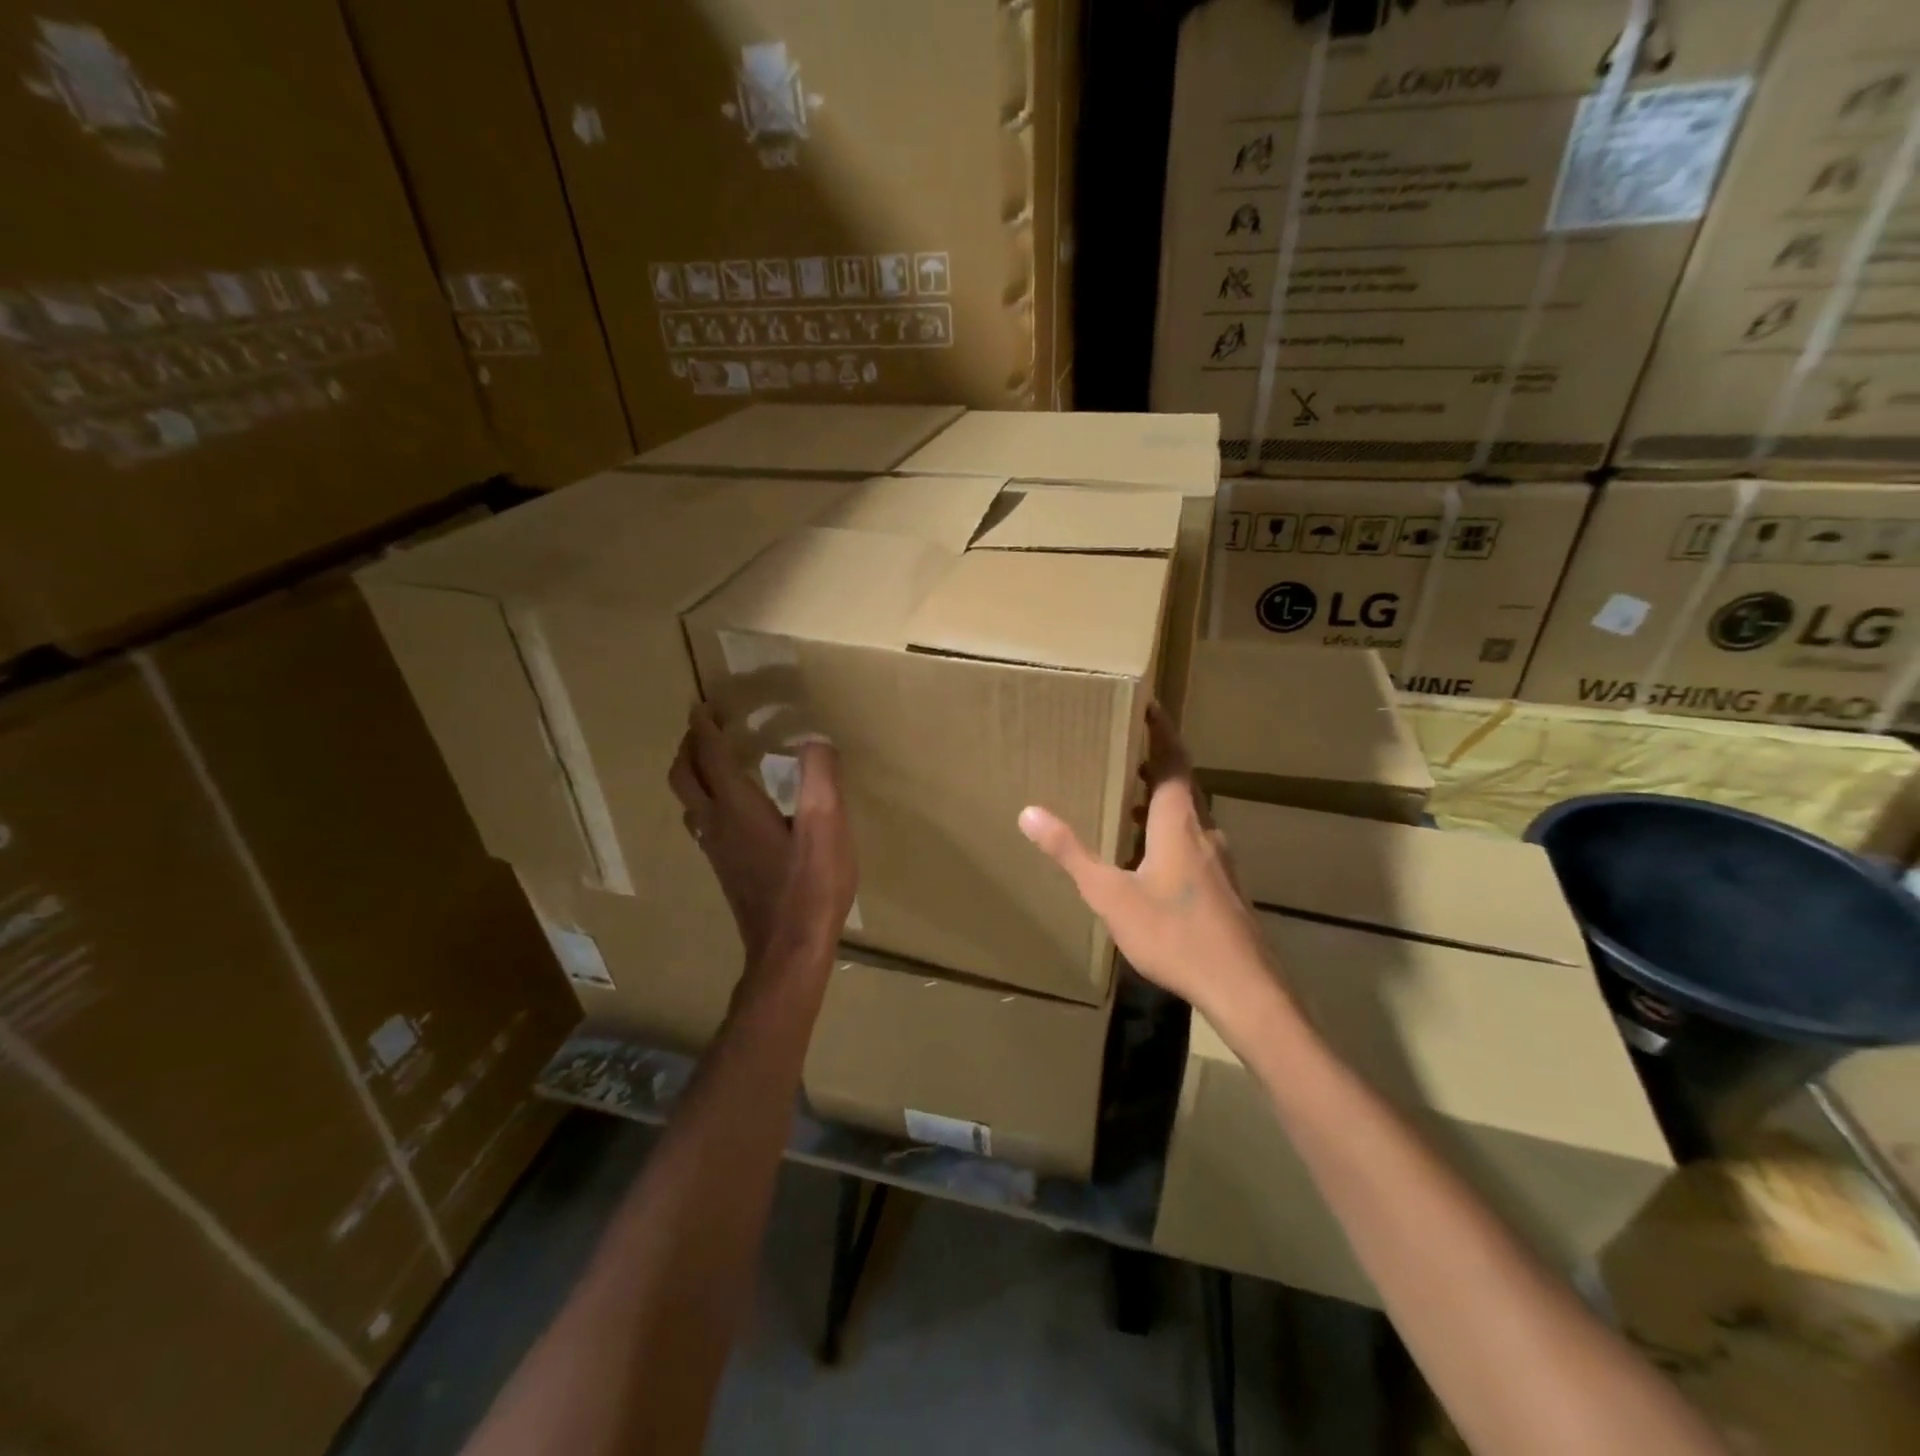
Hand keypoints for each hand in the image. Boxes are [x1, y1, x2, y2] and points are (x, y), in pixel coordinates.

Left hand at [667, 705, 856, 963]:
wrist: (789, 950)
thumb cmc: (811, 886)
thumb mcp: (827, 826)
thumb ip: (820, 777)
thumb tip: (815, 740)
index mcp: (738, 807)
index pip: (711, 756)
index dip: (705, 727)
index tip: (703, 705)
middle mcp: (717, 824)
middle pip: (684, 777)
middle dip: (689, 746)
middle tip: (704, 727)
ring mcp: (716, 850)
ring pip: (688, 801)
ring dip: (692, 772)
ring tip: (712, 759)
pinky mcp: (725, 869)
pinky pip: (701, 822)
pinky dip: (704, 798)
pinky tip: (729, 808)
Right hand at [1018, 703, 1275, 1020]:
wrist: (1243, 988)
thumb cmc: (1174, 934)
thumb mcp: (1111, 894)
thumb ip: (1071, 853)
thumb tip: (1029, 812)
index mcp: (1179, 823)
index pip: (1174, 761)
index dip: (1162, 731)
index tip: (1149, 705)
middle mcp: (1205, 833)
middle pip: (1183, 786)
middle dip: (1156, 765)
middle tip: (1125, 752)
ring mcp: (1221, 862)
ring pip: (1190, 818)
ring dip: (1162, 803)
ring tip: (1130, 801)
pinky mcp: (1226, 888)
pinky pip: (1196, 844)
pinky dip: (1172, 833)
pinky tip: (1153, 860)